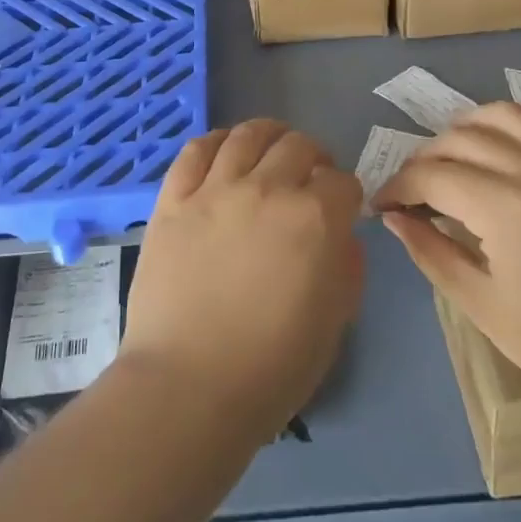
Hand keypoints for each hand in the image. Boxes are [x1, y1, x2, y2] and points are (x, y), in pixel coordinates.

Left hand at [122, 120, 364, 437]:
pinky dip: (216, 141)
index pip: (343, 181)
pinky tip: (224, 149)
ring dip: (268, 135)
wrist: (188, 386)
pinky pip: (196, 150)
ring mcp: (215, 189)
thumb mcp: (334, 321)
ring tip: (271, 148)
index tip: (341, 207)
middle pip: (298, 146)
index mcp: (315, 219)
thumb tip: (338, 233)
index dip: (346, 193)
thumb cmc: (271, 367)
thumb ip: (345, 265)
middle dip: (313, 157)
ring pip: (248, 135)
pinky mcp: (174, 199)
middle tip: (309, 177)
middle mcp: (267, 189)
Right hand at [371, 103, 520, 412]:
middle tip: (411, 196)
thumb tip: (395, 219)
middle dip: (422, 163)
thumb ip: (433, 255)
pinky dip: (519, 123)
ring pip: (498, 116)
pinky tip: (506, 143)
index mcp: (502, 206)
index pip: (430, 177)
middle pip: (457, 141)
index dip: (397, 188)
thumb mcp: (485, 307)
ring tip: (450, 160)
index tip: (381, 207)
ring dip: (463, 131)